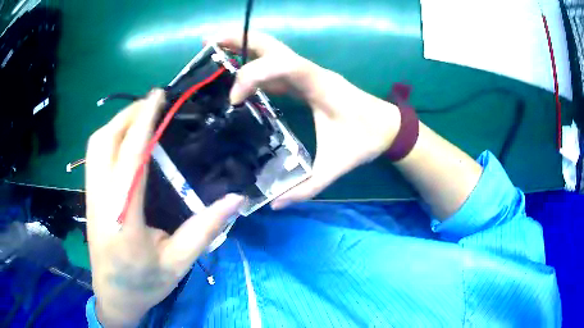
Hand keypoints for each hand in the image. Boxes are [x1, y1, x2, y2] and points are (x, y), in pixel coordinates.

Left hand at [85, 90, 243, 325]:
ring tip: (141, 116)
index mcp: (123, 217)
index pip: (131, 157)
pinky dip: (110, 137)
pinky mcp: (90, 197)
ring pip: (95, 145)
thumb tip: (236, 199)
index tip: (158, 95)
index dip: (144, 122)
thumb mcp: (178, 262)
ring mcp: (91, 197)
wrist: (114, 297)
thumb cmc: (144, 284)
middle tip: (154, 103)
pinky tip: (126, 140)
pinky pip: (94, 156)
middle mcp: (100, 200)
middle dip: (128, 115)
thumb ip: (204, 229)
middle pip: (104, 141)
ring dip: (117, 123)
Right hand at [214, 32, 400, 208]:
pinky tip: (236, 74)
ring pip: (272, 50)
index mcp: (319, 85)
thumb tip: (275, 204)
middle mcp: (311, 72)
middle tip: (209, 41)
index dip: (254, 74)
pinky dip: (253, 65)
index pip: (283, 65)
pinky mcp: (304, 80)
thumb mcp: (337, 167)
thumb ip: (308, 187)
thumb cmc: (365, 140)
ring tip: (214, 49)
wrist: (386, 126)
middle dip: (239, 39)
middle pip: (272, 45)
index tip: (235, 99)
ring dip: (243, 47)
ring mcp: (307, 73)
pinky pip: (275, 66)